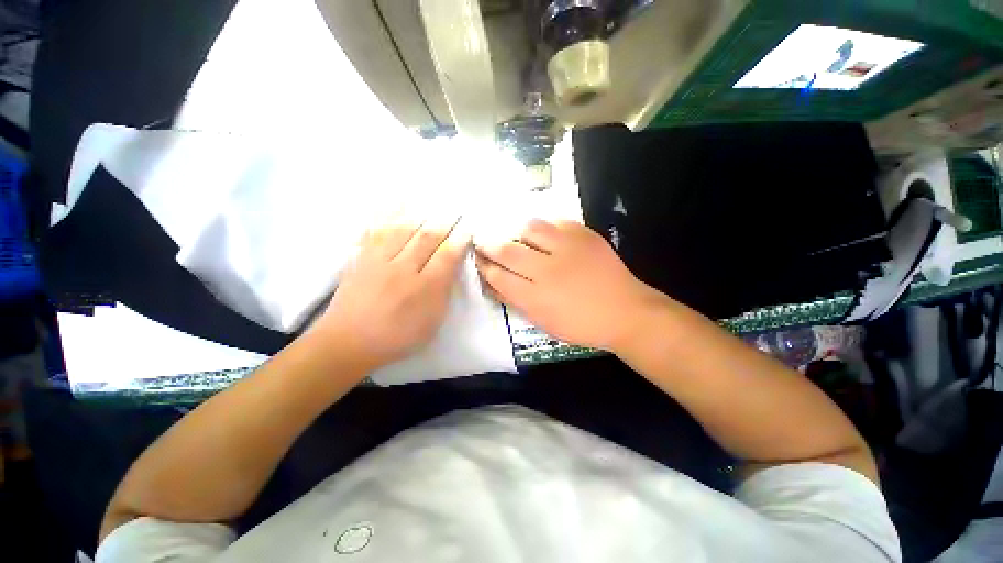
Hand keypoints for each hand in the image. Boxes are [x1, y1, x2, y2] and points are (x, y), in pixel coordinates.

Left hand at [316, 213, 470, 369]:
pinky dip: (385, 214)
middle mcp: (403, 269)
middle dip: (443, 221)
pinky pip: (375, 230)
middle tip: (454, 207)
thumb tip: (451, 268)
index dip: (459, 241)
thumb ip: (443, 293)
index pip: (446, 256)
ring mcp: (379, 261)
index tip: (468, 228)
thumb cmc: (397, 336)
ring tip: (429, 198)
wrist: (348, 341)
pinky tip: (394, 203)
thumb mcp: (431, 322)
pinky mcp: (361, 258)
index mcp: (424, 288)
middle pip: (426, 238)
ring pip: (402, 229)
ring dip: (419, 212)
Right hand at [475, 219, 663, 351]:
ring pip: (528, 228)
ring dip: (515, 230)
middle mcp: (547, 270)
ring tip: (513, 234)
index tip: (477, 259)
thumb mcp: (543, 322)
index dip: (483, 266)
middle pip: (507, 250)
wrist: (625, 312)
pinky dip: (543, 227)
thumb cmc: (581, 325)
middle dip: (488, 244)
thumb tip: (492, 282)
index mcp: (535, 298)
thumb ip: (515, 300)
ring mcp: (567, 248)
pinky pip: (555, 222)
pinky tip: (542, 233)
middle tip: (483, 241)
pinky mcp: (584, 235)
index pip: (497, 275)